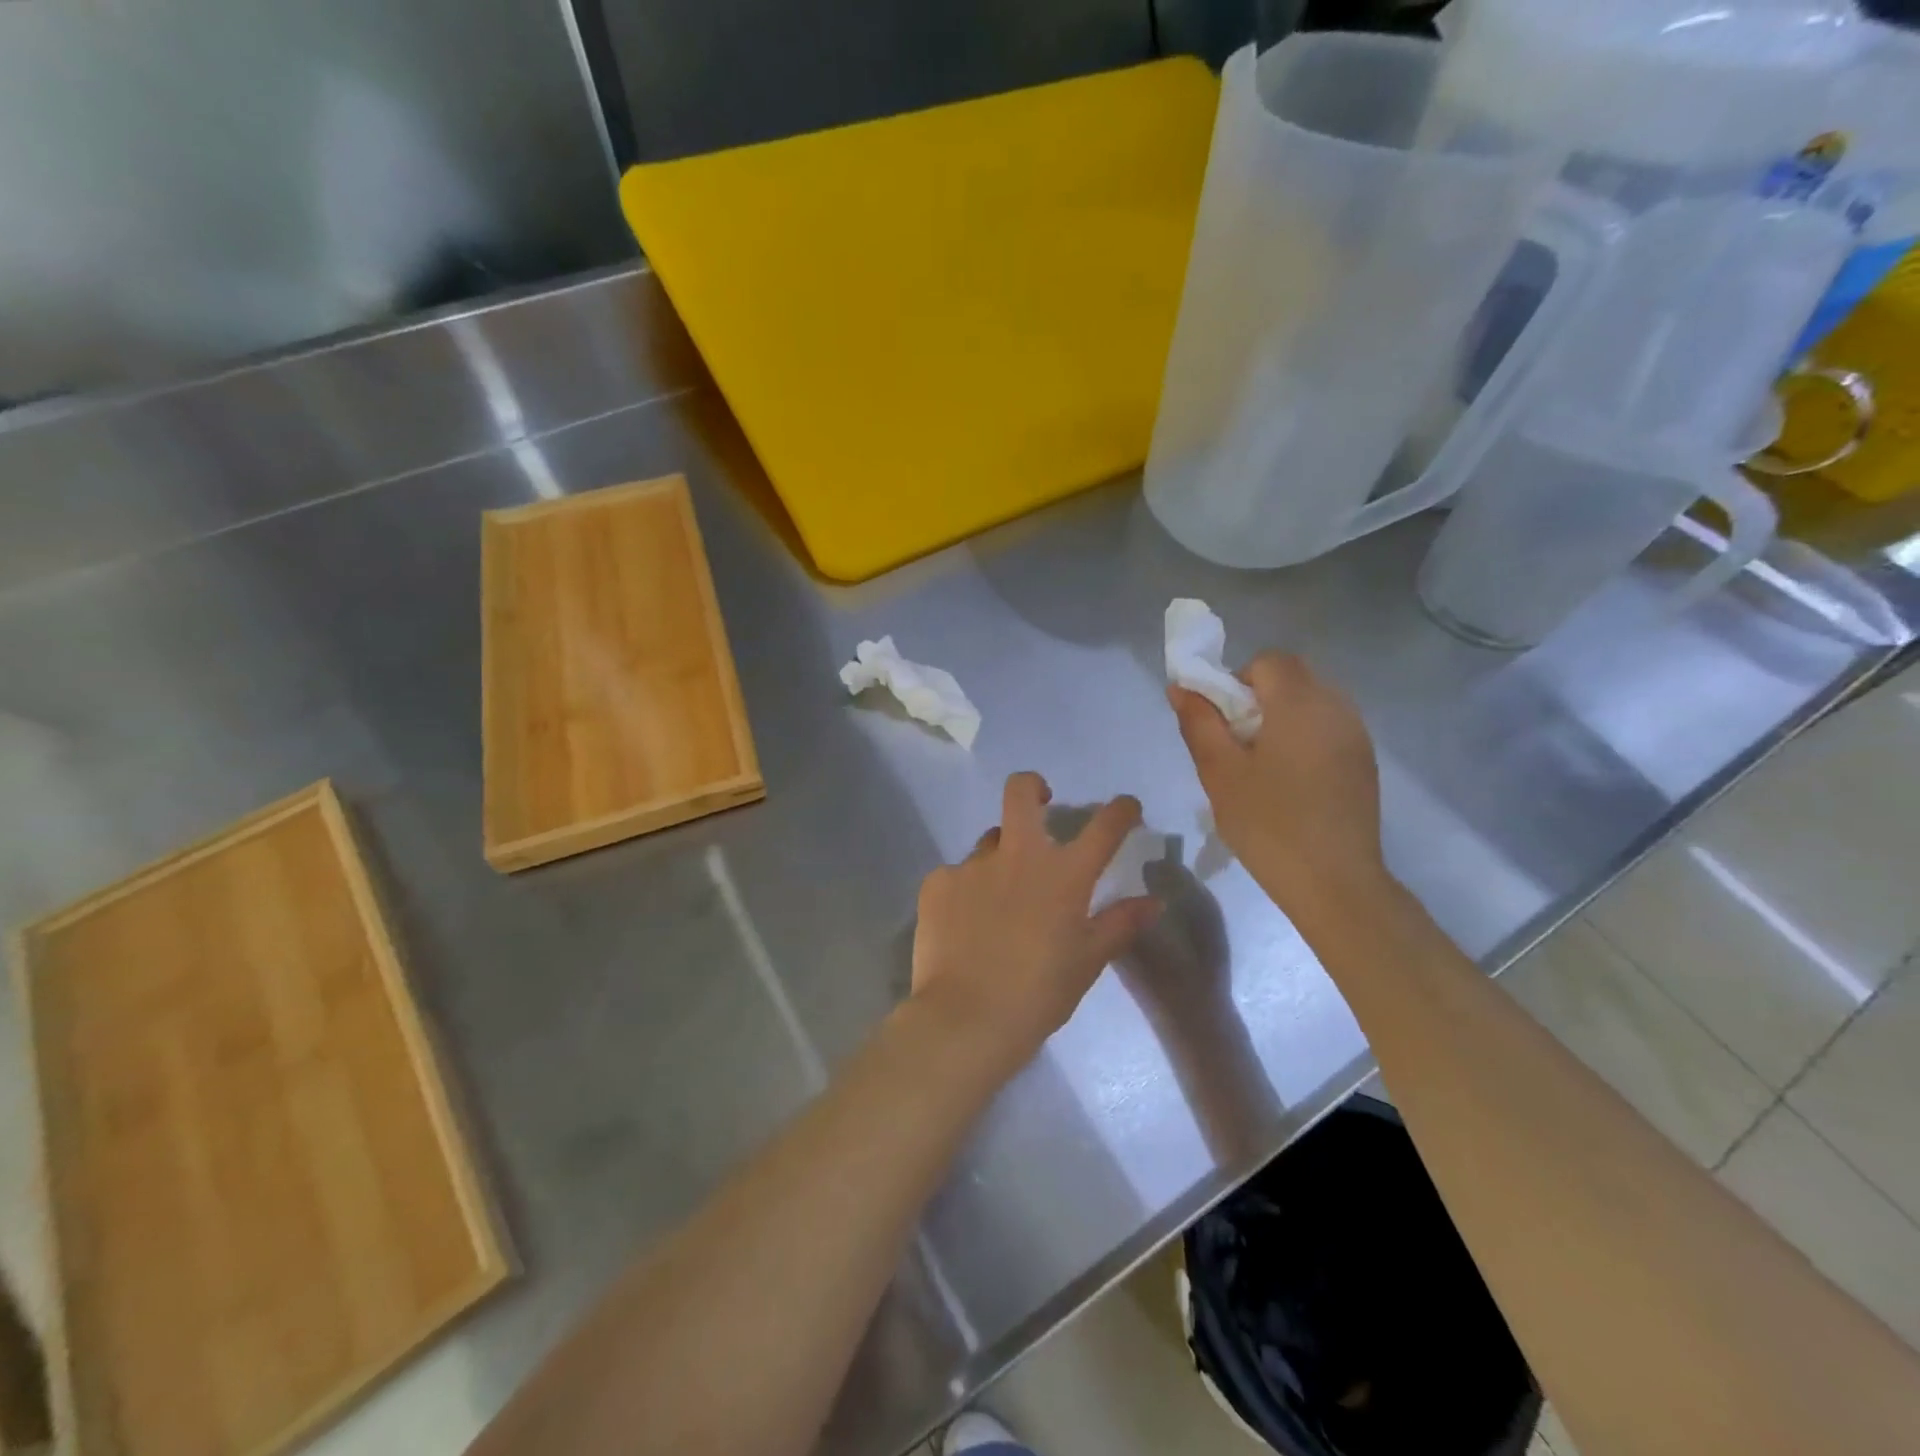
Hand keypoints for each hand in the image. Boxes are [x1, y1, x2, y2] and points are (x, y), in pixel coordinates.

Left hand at [910, 773, 1160, 1068]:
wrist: (965, 1018)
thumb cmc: (1038, 994)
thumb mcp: (1088, 961)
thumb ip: (1121, 924)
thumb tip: (1154, 901)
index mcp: (1063, 875)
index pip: (1103, 826)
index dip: (1120, 810)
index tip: (1125, 808)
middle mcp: (1018, 855)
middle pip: (1021, 790)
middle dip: (1033, 787)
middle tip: (1040, 803)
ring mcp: (972, 865)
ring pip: (990, 842)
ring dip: (1001, 857)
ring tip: (998, 899)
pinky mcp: (937, 882)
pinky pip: (957, 875)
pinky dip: (966, 891)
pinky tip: (964, 924)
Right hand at [1169, 653, 1392, 931]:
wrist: (1335, 882)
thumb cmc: (1268, 824)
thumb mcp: (1220, 773)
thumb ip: (1199, 723)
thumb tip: (1180, 687)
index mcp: (1300, 704)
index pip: (1269, 661)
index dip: (1238, 679)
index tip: (1223, 720)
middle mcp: (1336, 707)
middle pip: (1293, 676)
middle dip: (1259, 697)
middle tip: (1237, 744)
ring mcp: (1357, 734)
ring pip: (1313, 701)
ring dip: (1282, 716)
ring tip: (1263, 764)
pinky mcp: (1364, 760)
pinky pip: (1329, 726)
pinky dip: (1304, 736)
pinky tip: (1291, 780)